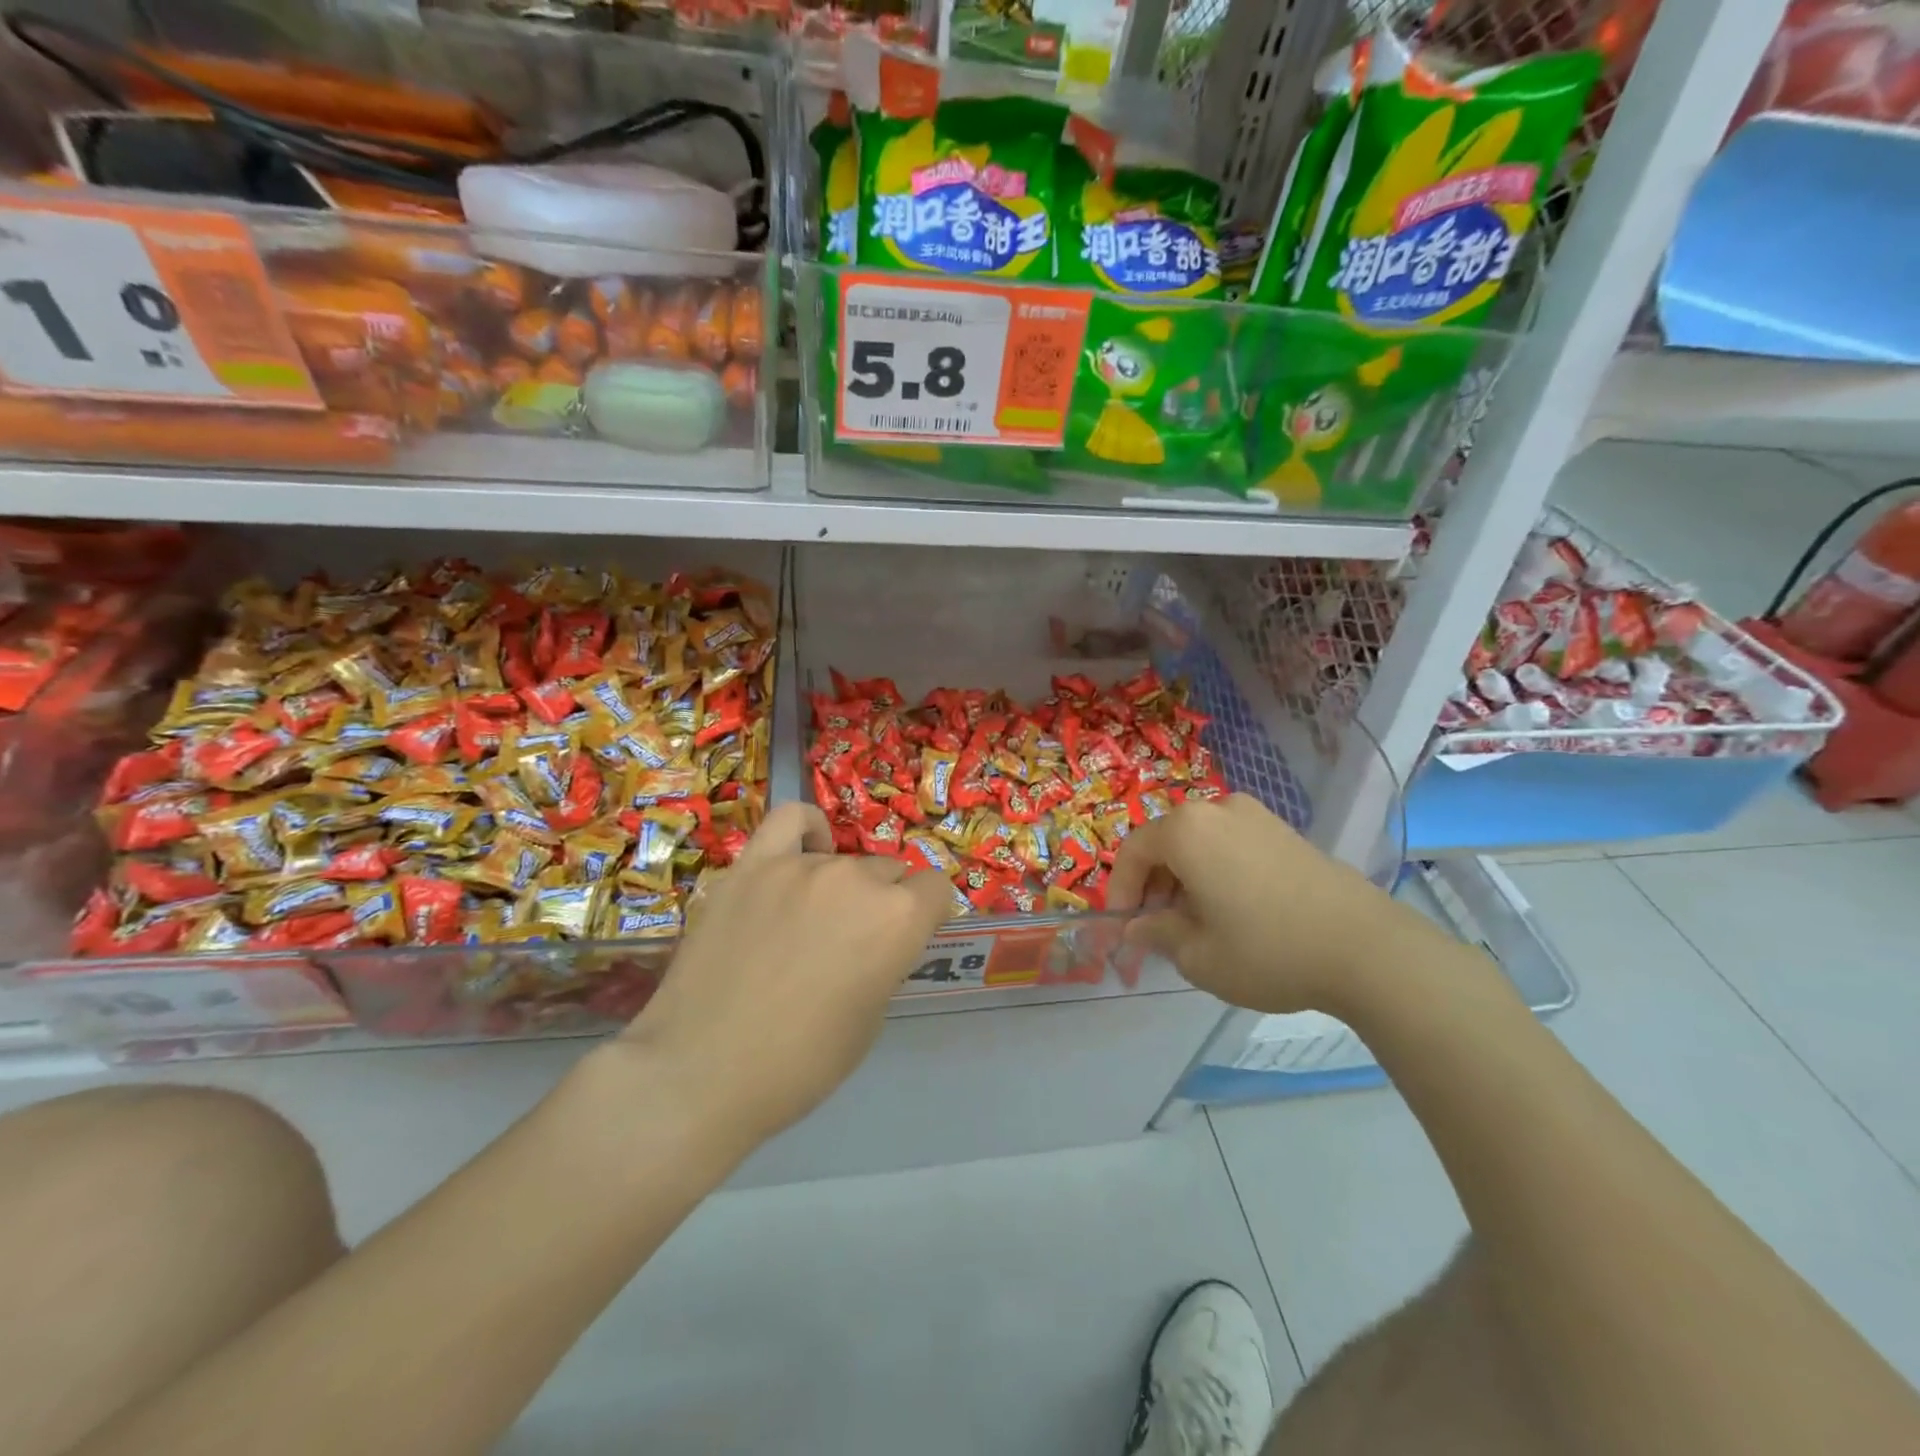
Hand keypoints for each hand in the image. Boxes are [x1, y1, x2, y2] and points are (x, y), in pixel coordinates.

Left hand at [618, 803, 953, 1153]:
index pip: (936, 889)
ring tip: (809, 923)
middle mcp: (858, 879)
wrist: (702, 1072)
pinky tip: (805, 851)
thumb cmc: (800, 1064)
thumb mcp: (869, 1019)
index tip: (906, 939)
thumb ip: (884, 960)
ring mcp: (802, 865)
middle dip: (883, 903)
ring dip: (841, 887)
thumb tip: (874, 938)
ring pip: (842, 859)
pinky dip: (807, 831)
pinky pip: (792, 821)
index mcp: (898, 919)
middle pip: (888, 872)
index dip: (926, 915)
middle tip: (851, 944)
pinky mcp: (753, 864)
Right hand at [1107, 793, 1434, 1014]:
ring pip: (1199, 842)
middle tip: (1157, 927)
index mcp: (1186, 830)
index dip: (1119, 889)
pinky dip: (1216, 870)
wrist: (1367, 948)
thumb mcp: (1198, 956)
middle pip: (1166, 842)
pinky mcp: (1285, 830)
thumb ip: (1156, 934)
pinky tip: (1233, 909)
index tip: (1123, 927)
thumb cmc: (1268, 951)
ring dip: (1185, 877)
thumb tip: (1136, 927)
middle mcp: (1217, 809)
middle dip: (1153, 884)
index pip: (1133, 851)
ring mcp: (1256, 816)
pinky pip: (1231, 844)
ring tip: (1196, 922)